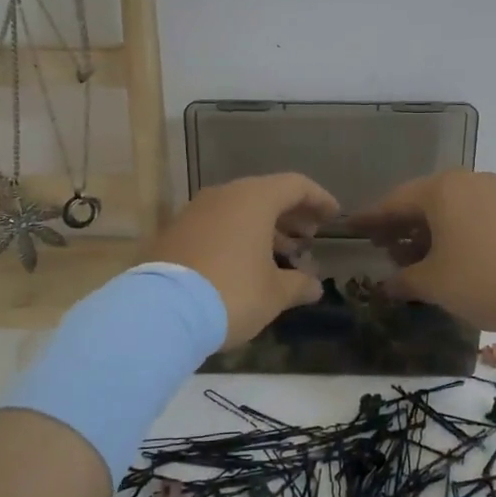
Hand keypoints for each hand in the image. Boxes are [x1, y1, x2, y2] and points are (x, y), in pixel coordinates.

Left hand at [143, 173, 339, 346]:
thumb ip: (299, 285)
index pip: (295, 185)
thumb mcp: (274, 294)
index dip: (319, 199)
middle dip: (291, 215)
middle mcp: (223, 196)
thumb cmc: (232, 293)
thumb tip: (314, 286)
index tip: (333, 216)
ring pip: (238, 210)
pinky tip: (244, 264)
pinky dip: (236, 237)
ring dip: (263, 228)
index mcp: (253, 199)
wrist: (162, 311)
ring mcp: (193, 212)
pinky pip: (215, 225)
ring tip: (281, 254)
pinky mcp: (173, 233)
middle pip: (265, 195)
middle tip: (309, 237)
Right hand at [347, 170, 495, 331]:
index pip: (393, 202)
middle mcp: (467, 181)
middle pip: (422, 202)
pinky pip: (472, 217)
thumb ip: (404, 281)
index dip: (370, 219)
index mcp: (441, 189)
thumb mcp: (435, 284)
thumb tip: (386, 285)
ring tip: (413, 261)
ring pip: (449, 210)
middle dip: (399, 227)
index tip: (351, 229)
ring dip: (427, 234)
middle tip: (381, 250)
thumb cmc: (485, 277)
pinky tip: (449, 259)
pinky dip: (453, 234)